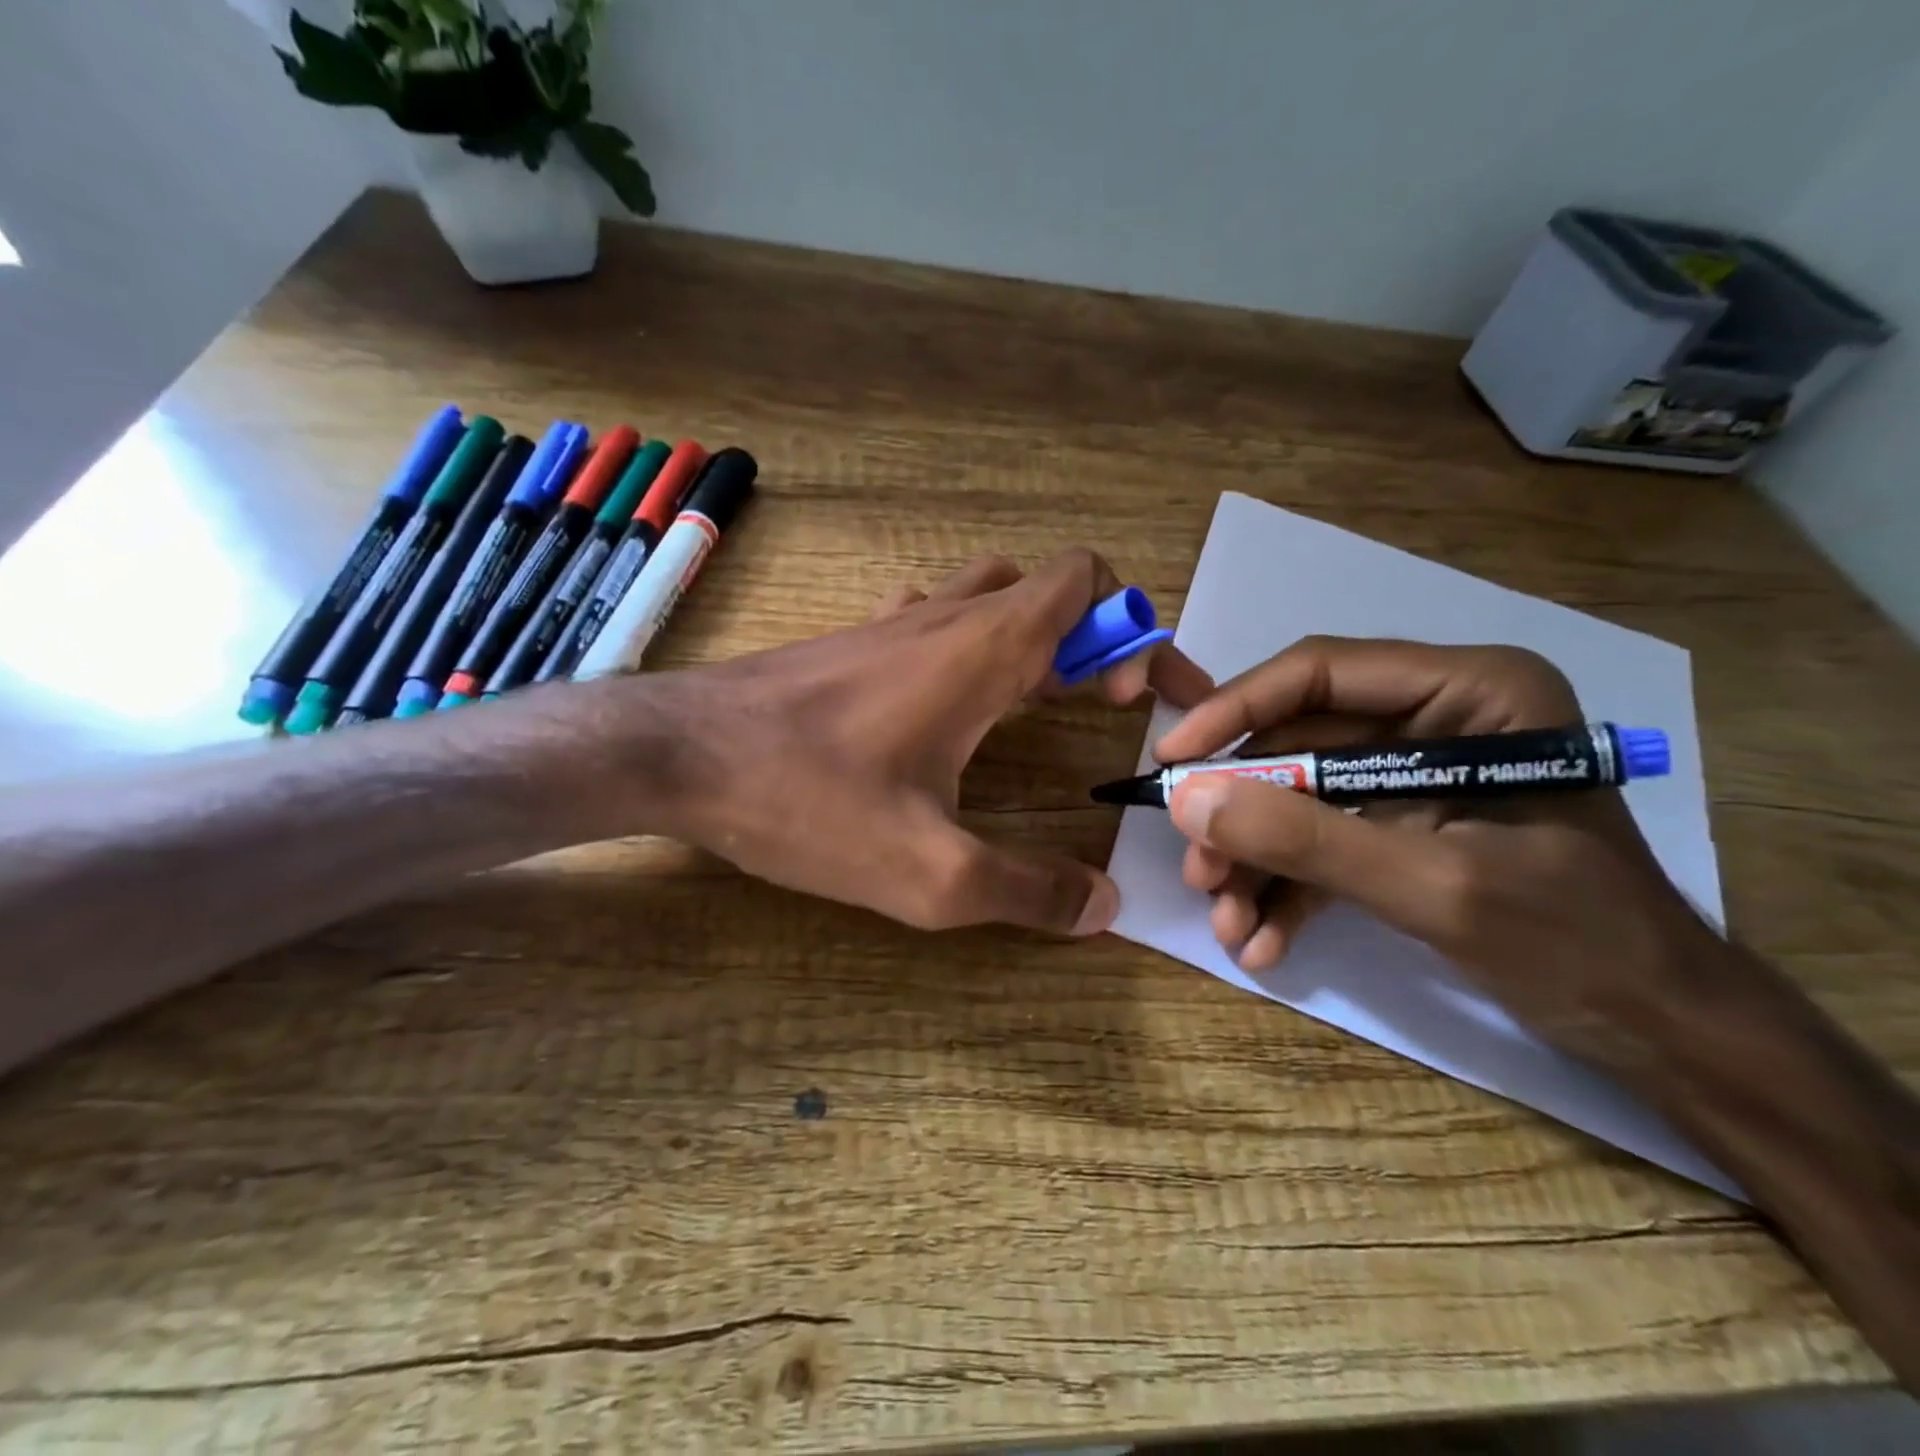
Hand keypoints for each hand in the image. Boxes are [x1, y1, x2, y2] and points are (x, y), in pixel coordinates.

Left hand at [608, 550, 1210, 934]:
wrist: (677, 751)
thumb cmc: (805, 799)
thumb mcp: (928, 871)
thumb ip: (1025, 890)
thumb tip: (1101, 907)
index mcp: (983, 650)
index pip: (1087, 583)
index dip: (1134, 631)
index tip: (1140, 700)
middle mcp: (945, 617)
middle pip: (1049, 588)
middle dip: (1096, 636)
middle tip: (1102, 705)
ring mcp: (894, 622)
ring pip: (992, 593)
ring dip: (1036, 633)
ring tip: (1044, 699)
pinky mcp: (853, 641)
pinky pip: (936, 614)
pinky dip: (973, 638)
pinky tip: (955, 696)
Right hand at [1155, 637, 1719, 1062]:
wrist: (1659, 1032)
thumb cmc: (1577, 940)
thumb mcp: (1433, 885)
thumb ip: (1305, 839)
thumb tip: (1187, 800)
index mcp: (1469, 692)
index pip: (1321, 673)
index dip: (1235, 711)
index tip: (1170, 761)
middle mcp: (1433, 718)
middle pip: (1298, 744)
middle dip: (1244, 815)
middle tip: (1198, 868)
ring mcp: (1411, 775)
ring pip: (1299, 798)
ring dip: (1256, 862)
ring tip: (1227, 922)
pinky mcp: (1399, 825)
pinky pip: (1323, 840)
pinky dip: (1288, 889)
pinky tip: (1262, 941)